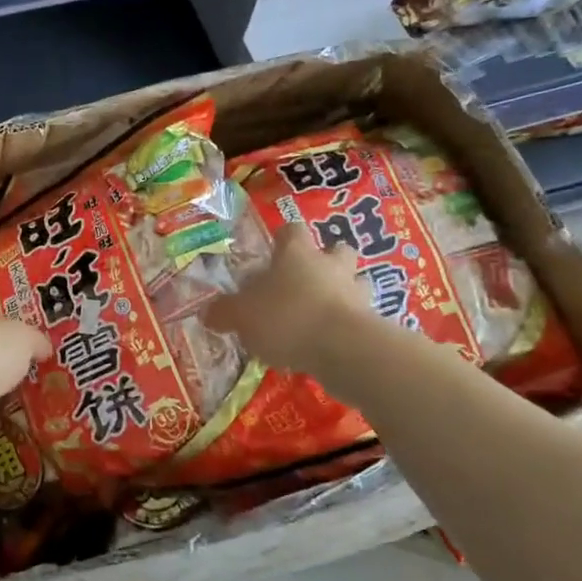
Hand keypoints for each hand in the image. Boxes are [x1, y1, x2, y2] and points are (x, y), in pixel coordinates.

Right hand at [204, 222, 367, 373]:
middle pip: (336, 250)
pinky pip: (360, 317)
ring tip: (322, 313)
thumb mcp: (241, 316)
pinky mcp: (373, 323)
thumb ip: (224, 312)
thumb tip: (208, 312)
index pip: (291, 230)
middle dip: (325, 261)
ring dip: (343, 292)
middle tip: (305, 282)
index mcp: (296, 253)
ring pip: (355, 282)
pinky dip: (348, 325)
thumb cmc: (287, 318)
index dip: (282, 239)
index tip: (273, 252)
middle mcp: (330, 265)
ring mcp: (356, 293)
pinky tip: (331, 343)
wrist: (344, 350)